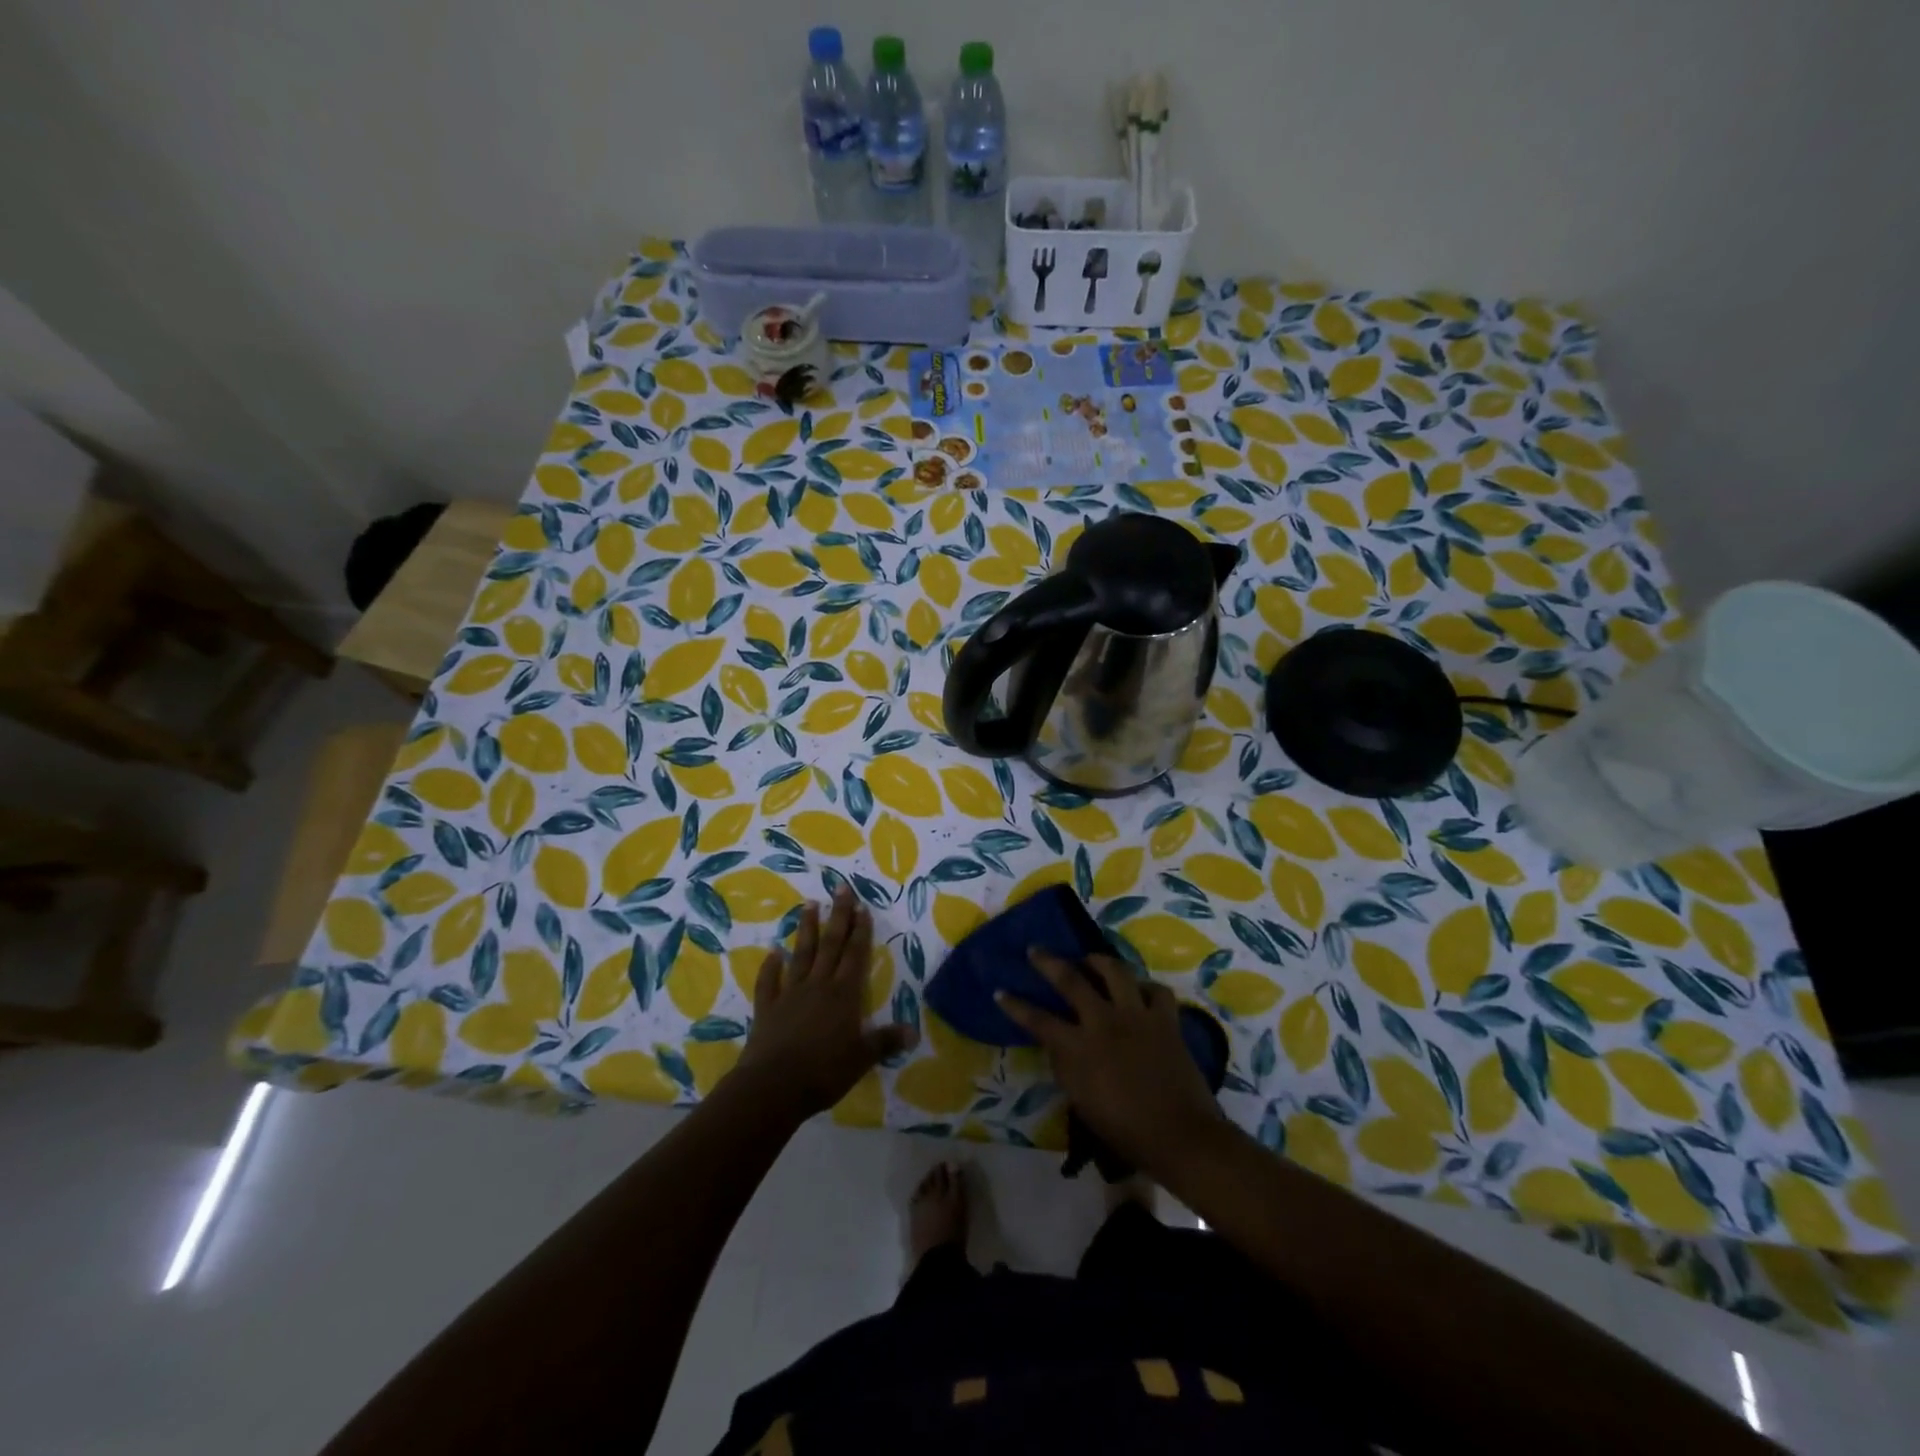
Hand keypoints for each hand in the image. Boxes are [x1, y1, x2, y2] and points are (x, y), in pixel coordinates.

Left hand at [736, 889, 916, 1120]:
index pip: (855, 955)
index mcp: (844, 994)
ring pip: (801, 954)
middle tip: (840, 887)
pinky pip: (769, 982)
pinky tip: (773, 952)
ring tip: (809, 904)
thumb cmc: (824, 1071)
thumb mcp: (862, 1058)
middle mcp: (818, 985)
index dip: (860, 930)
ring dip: (806, 929)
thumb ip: (885, 1041)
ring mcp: (790, 994)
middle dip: (838, 916)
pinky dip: (770, 966)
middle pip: (830, 944)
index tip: (862, 905)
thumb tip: (914, 1032)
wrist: (773, 1086)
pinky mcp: (767, 1008)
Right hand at [997, 950, 1224, 1177]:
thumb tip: (1058, 1043)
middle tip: (1036, 949)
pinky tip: (1139, 990)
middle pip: (1070, 979)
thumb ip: (1066, 1066)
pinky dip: (1146, 987)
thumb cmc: (1125, 1130)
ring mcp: (1137, 1015)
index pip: (1037, 1020)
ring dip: (1098, 960)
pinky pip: (1156, 990)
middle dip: (1048, 962)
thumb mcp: (1081, 1101)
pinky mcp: (1166, 1019)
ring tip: (1090, 959)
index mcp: (1079, 1048)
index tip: (1000, 991)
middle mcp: (1104, 1021)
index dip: (1016, 1005)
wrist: (1179, 1136)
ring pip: (1115, 970)